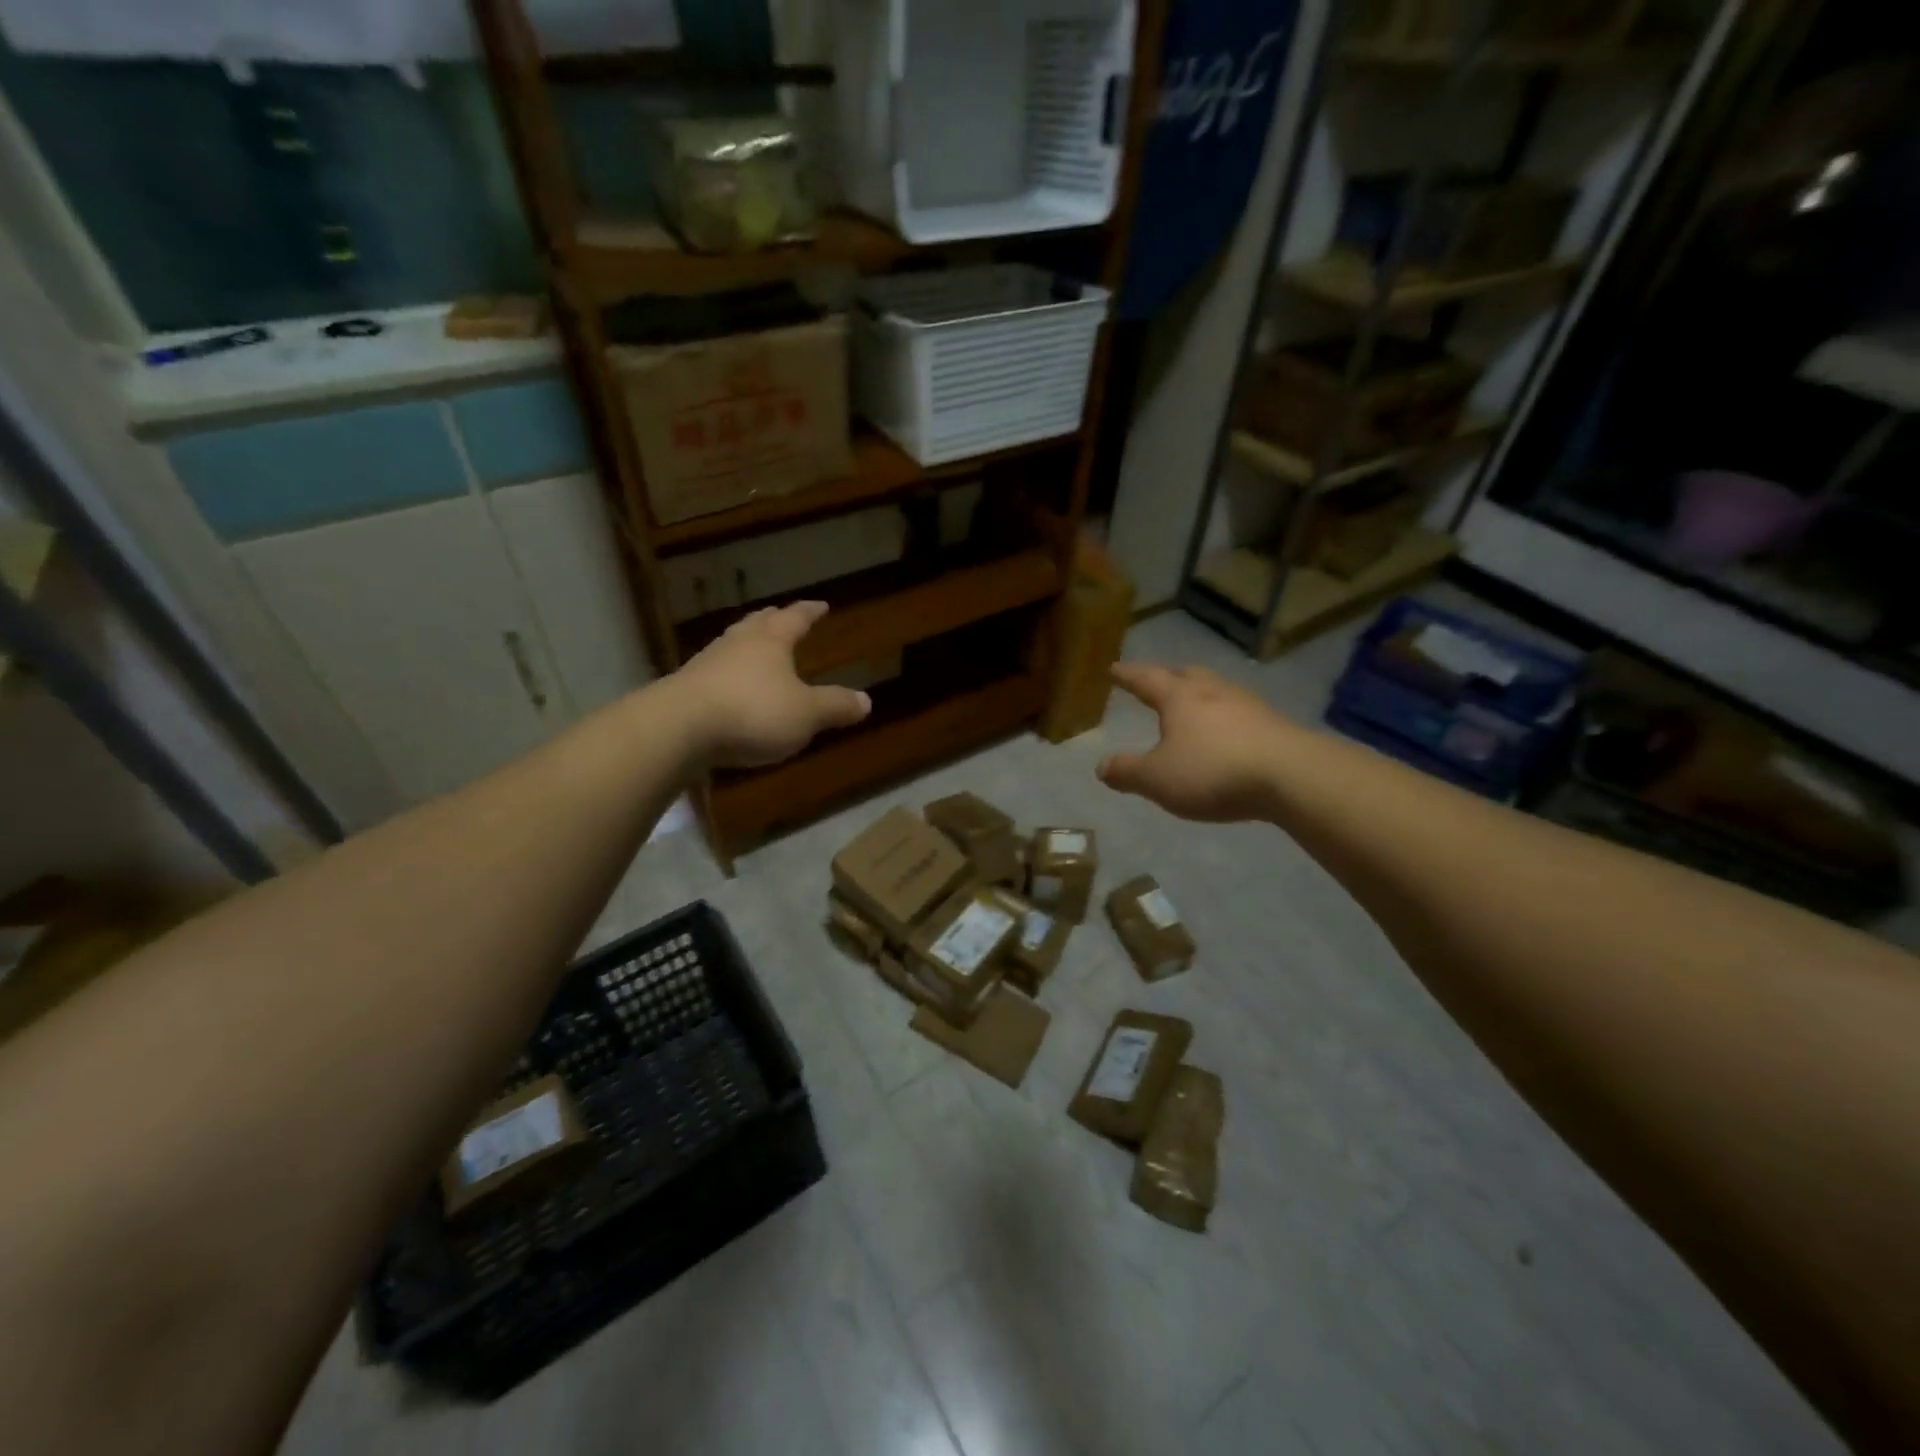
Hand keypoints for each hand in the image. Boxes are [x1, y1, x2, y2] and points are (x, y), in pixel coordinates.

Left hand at [671, 602, 870, 767]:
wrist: (679, 728)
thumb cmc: (753, 712)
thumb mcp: (806, 714)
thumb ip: (835, 706)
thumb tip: (866, 701)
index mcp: (770, 641)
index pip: (795, 618)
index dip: (809, 612)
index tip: (820, 604)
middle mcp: (738, 643)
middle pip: (758, 623)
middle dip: (773, 619)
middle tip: (781, 614)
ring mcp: (707, 663)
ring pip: (733, 644)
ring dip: (747, 644)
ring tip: (756, 647)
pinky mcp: (686, 688)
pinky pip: (716, 672)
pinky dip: (729, 673)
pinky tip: (730, 685)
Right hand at [1097, 663, 1293, 822]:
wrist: (1291, 776)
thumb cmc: (1213, 771)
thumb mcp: (1157, 779)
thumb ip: (1127, 772)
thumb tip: (1101, 766)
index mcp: (1179, 698)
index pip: (1146, 679)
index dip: (1127, 675)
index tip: (1113, 668)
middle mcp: (1212, 692)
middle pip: (1187, 675)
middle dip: (1169, 677)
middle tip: (1158, 681)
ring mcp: (1247, 705)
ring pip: (1217, 690)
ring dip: (1201, 694)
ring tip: (1194, 705)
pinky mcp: (1273, 725)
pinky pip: (1240, 712)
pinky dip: (1225, 717)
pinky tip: (1227, 732)